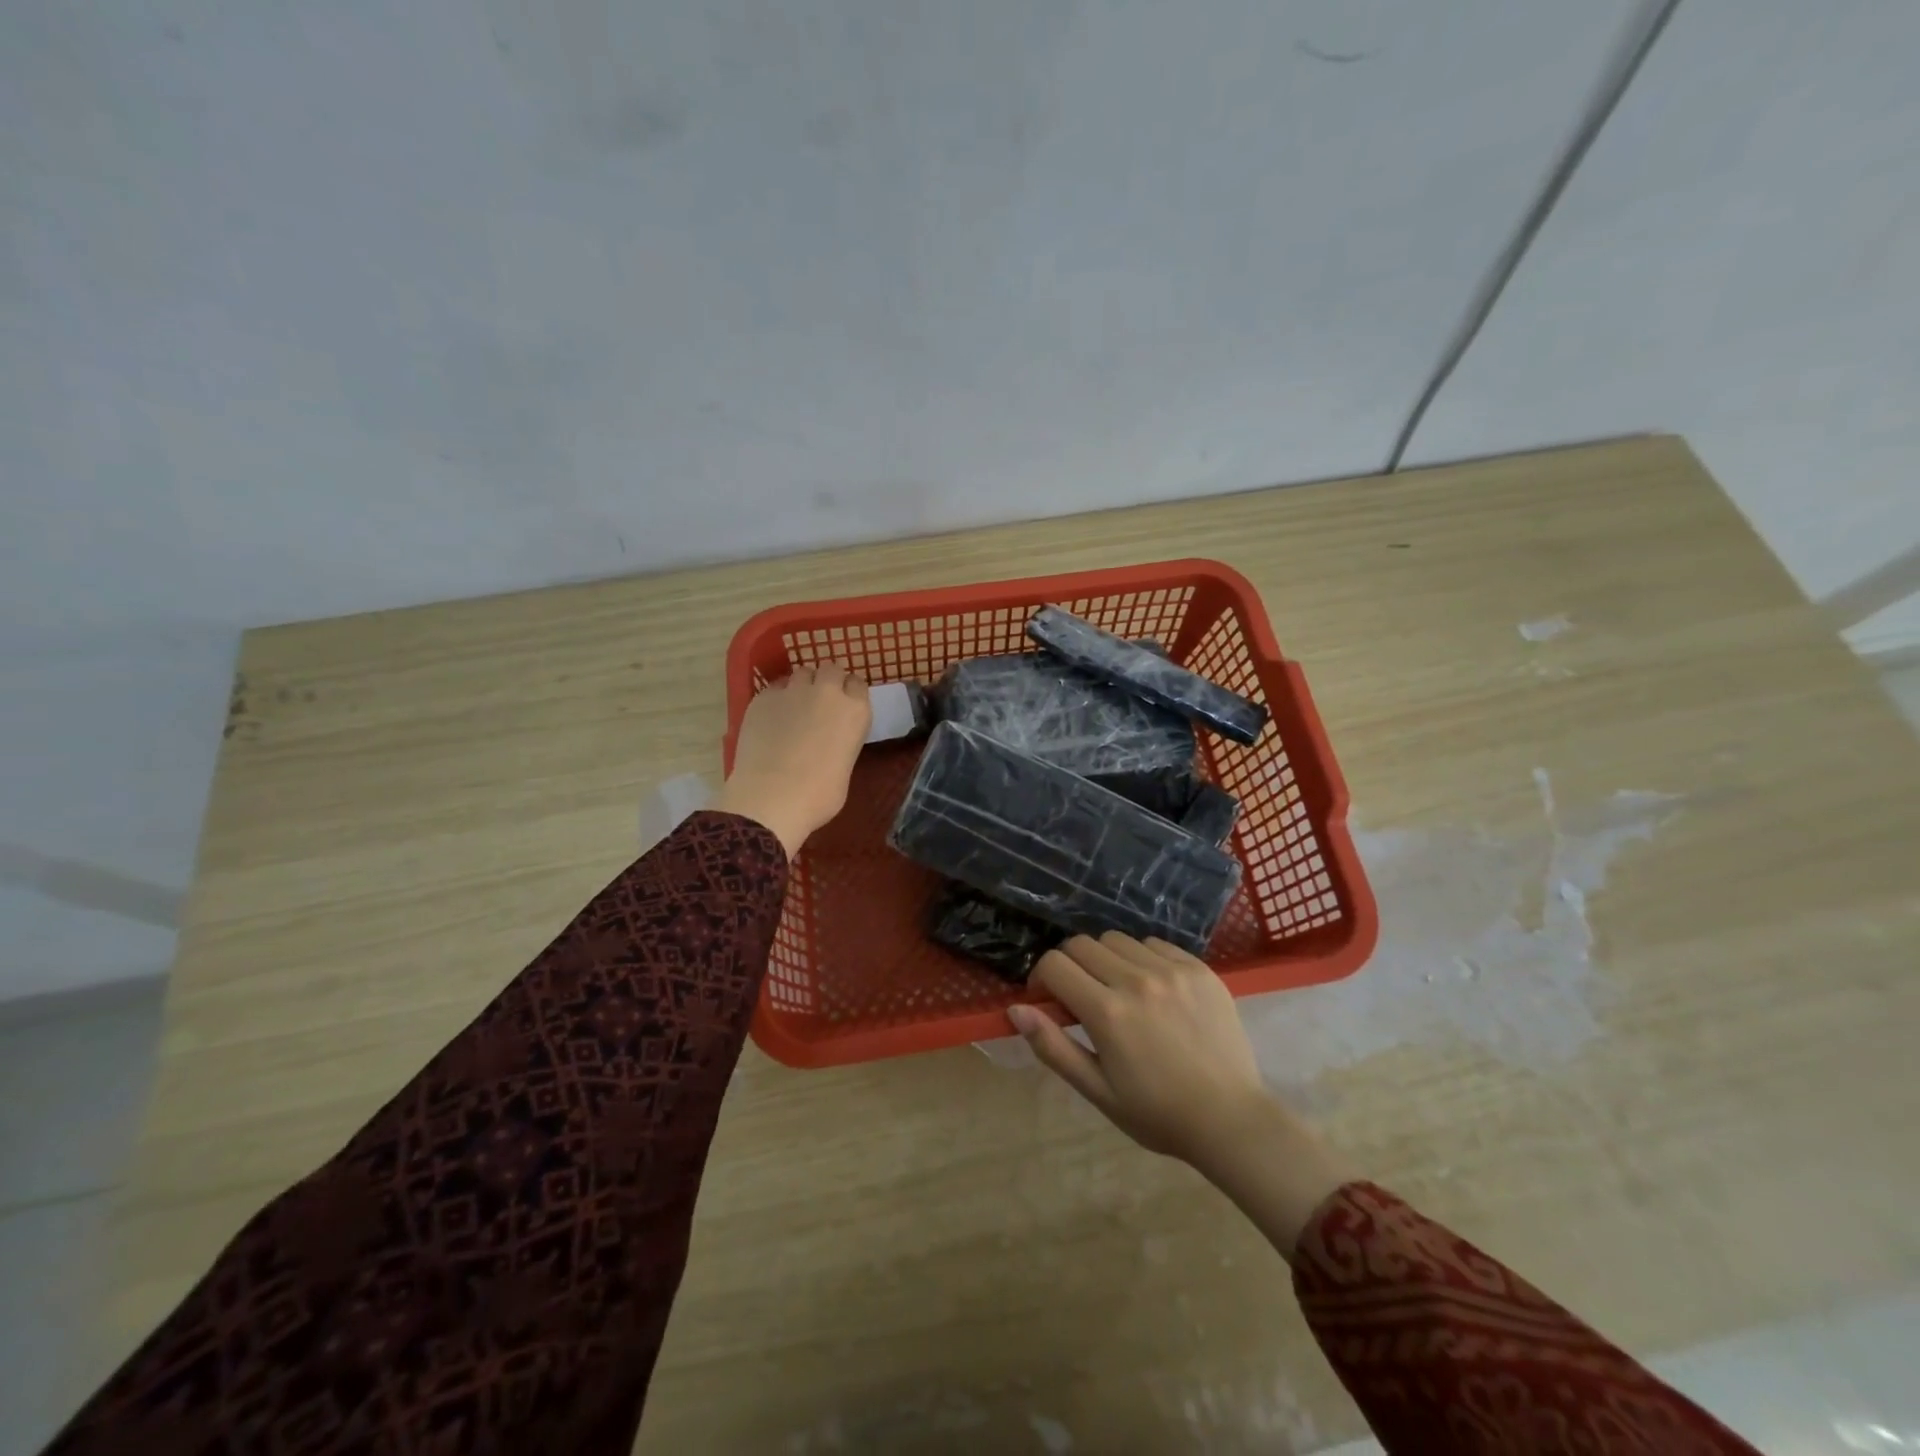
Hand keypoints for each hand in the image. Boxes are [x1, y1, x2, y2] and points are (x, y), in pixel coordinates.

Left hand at [714, 663, 870, 857]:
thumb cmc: (819, 795)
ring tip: (795, 706)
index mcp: (856, 711)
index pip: (858, 684)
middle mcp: (828, 692)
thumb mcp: (845, 766)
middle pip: (831, 669)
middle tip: (820, 702)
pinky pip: (775, 687)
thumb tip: (829, 741)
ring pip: (802, 673)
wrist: (772, 798)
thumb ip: (842, 741)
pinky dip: (777, 697)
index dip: (850, 693)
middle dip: (828, 681)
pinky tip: (772, 716)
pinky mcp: (763, 697)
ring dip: (802, 685)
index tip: (844, 704)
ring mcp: (793, 691)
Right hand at [1007, 933, 1270, 1164]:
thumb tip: (1015, 1009)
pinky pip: (1155, 943)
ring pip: (1118, 940)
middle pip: (1082, 944)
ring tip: (1119, 991)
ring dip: (1106, 959)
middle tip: (1082, 996)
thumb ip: (1053, 1046)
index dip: (1042, 978)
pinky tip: (1152, 988)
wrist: (1231, 1120)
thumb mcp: (1097, 1090)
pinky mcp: (1199, 968)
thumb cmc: (1157, 1113)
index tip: (1048, 999)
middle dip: (1070, 965)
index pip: (1055, 964)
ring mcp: (1171, 970)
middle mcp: (1136, 980)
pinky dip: (1142, 958)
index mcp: (1108, 1012)